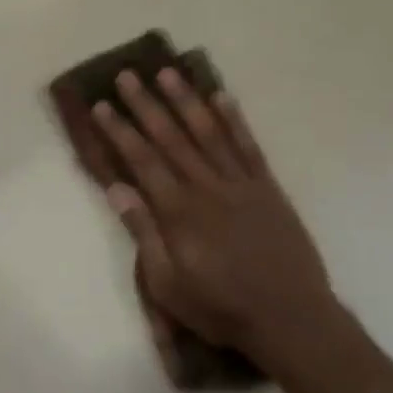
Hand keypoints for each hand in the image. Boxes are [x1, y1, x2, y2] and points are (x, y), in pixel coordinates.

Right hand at [92, 68, 338, 362]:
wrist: (291, 319)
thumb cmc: (221, 307)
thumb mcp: (168, 284)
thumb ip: (143, 233)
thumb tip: (118, 188)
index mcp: (178, 211)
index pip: (141, 161)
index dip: (119, 131)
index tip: (101, 107)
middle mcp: (207, 187)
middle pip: (171, 137)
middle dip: (145, 105)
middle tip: (126, 76)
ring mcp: (240, 184)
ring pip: (208, 133)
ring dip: (186, 101)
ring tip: (167, 72)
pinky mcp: (268, 188)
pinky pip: (249, 147)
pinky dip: (235, 120)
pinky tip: (222, 97)